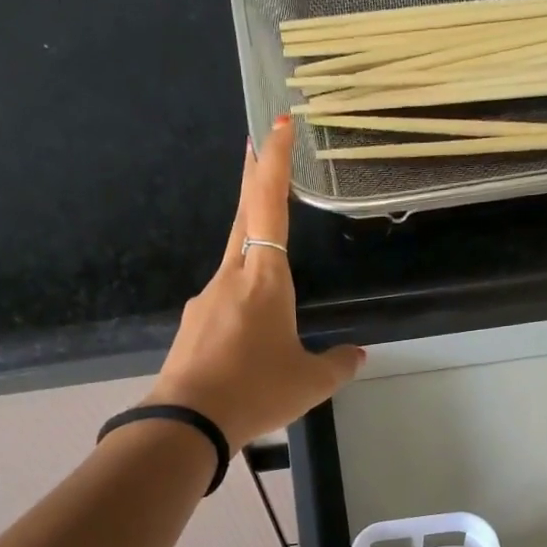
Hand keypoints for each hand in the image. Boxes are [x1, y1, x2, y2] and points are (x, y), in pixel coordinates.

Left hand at [145, 117, 364, 447]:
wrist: (188, 422)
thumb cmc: (256, 391)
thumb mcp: (310, 383)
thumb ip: (338, 364)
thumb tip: (357, 354)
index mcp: (264, 279)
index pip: (269, 205)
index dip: (274, 162)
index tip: (276, 123)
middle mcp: (230, 278)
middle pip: (243, 217)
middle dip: (253, 179)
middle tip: (256, 146)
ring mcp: (205, 301)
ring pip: (233, 263)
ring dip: (250, 250)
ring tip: (270, 275)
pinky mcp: (192, 326)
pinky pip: (223, 301)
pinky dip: (240, 302)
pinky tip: (248, 336)